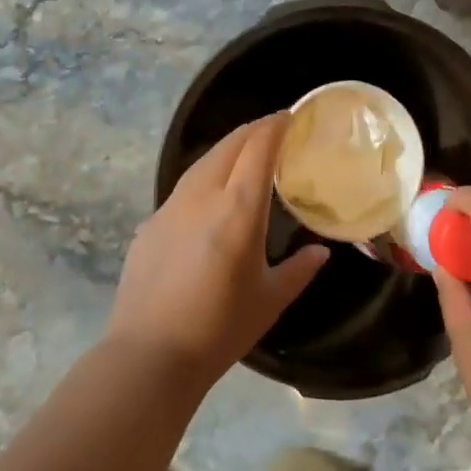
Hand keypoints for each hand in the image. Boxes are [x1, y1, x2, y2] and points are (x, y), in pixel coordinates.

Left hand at [106, 114, 327, 385]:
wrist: (150, 354)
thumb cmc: (219, 328)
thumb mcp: (270, 300)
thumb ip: (299, 270)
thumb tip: (321, 252)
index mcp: (238, 209)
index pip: (258, 148)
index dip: (275, 126)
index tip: (290, 116)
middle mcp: (202, 196)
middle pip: (229, 144)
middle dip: (253, 129)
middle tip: (274, 128)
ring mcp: (171, 206)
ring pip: (203, 161)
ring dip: (227, 148)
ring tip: (245, 152)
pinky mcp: (150, 222)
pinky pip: (183, 186)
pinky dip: (205, 176)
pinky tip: (210, 195)